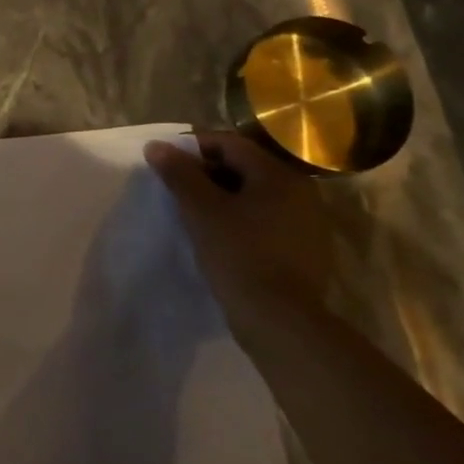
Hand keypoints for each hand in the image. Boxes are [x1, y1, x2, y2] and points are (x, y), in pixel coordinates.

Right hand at [144, 131, 336, 317]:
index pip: (230, 144)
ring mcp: (307, 222)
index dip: (194, 147)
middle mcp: (301, 192)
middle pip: (244, 166)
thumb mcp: (200, 209)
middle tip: (176, 188)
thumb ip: (179, 173)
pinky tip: (219, 235)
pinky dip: (239, 217)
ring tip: (193, 212)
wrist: (280, 319)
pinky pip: (265, 218)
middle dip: (207, 172)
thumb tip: (156, 145)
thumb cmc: (239, 253)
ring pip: (255, 194)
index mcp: (279, 175)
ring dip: (222, 196)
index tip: (166, 162)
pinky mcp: (304, 248)